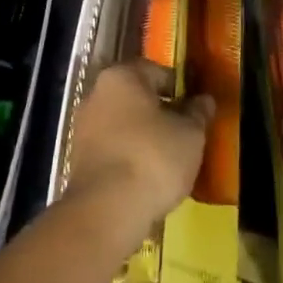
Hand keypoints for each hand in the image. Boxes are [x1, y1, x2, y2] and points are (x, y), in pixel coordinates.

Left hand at [64, 61, 212, 248]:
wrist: (106, 211)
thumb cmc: (153, 159)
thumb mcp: (190, 135)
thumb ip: (198, 113)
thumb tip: (204, 100)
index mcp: (122, 76)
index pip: (156, 71)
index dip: (179, 89)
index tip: (195, 109)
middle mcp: (96, 94)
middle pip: (136, 97)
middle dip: (159, 112)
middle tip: (184, 133)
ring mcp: (83, 127)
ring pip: (122, 124)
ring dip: (142, 136)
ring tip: (168, 159)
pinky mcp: (78, 159)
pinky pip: (111, 149)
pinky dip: (128, 157)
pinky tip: (146, 177)